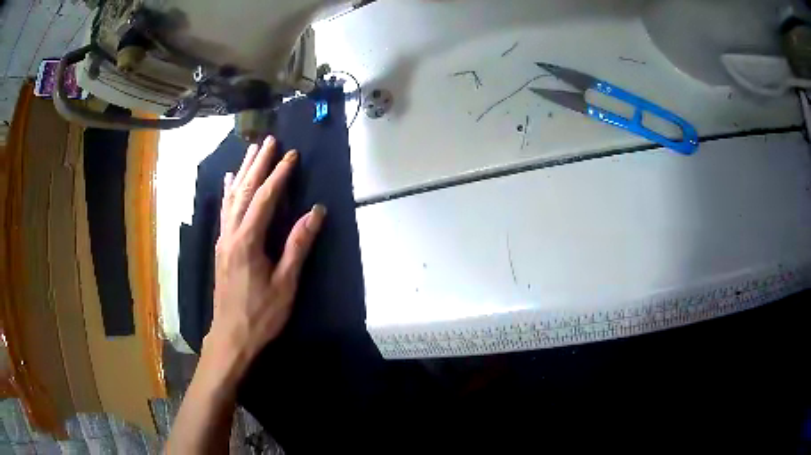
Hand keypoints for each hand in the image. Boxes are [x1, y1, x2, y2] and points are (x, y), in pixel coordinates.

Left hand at [203, 135, 325, 380]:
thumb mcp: (286, 283)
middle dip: (258, 164)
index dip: (279, 175)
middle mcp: (231, 233)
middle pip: (244, 190)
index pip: (265, 198)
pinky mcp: (221, 247)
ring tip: (251, 151)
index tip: (291, 155)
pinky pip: (224, 211)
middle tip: (268, 141)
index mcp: (248, 240)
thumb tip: (315, 212)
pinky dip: (228, 192)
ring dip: (242, 172)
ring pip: (231, 197)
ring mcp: (223, 239)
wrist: (232, 336)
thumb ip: (298, 245)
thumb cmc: (261, 314)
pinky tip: (229, 181)